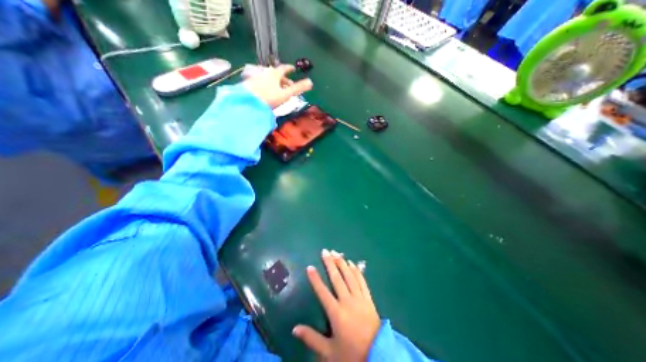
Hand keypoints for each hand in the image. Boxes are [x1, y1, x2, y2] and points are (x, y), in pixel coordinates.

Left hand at [243, 63, 312, 108]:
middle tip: (289, 84)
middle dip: (283, 79)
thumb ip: (298, 88)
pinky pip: (262, 84)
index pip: (283, 68)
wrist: (248, 102)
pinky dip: (267, 86)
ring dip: (275, 83)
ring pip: (268, 79)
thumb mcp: (285, 94)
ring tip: (279, 90)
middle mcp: (265, 73)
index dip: (289, 68)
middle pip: (276, 74)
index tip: (293, 69)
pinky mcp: (250, 86)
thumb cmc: (269, 98)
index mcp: (274, 74)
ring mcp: (257, 79)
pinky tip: (267, 93)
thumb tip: (311, 82)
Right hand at [292, 250, 378, 359]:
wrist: (379, 355)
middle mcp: (347, 301)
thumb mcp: (329, 352)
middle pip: (337, 278)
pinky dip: (356, 271)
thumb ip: (312, 339)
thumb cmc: (352, 354)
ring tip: (336, 253)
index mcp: (336, 313)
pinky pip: (362, 281)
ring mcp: (359, 298)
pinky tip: (352, 263)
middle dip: (330, 263)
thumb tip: (294, 329)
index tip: (310, 267)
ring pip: (349, 276)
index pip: (323, 292)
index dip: (315, 279)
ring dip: (342, 263)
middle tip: (325, 251)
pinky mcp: (368, 298)